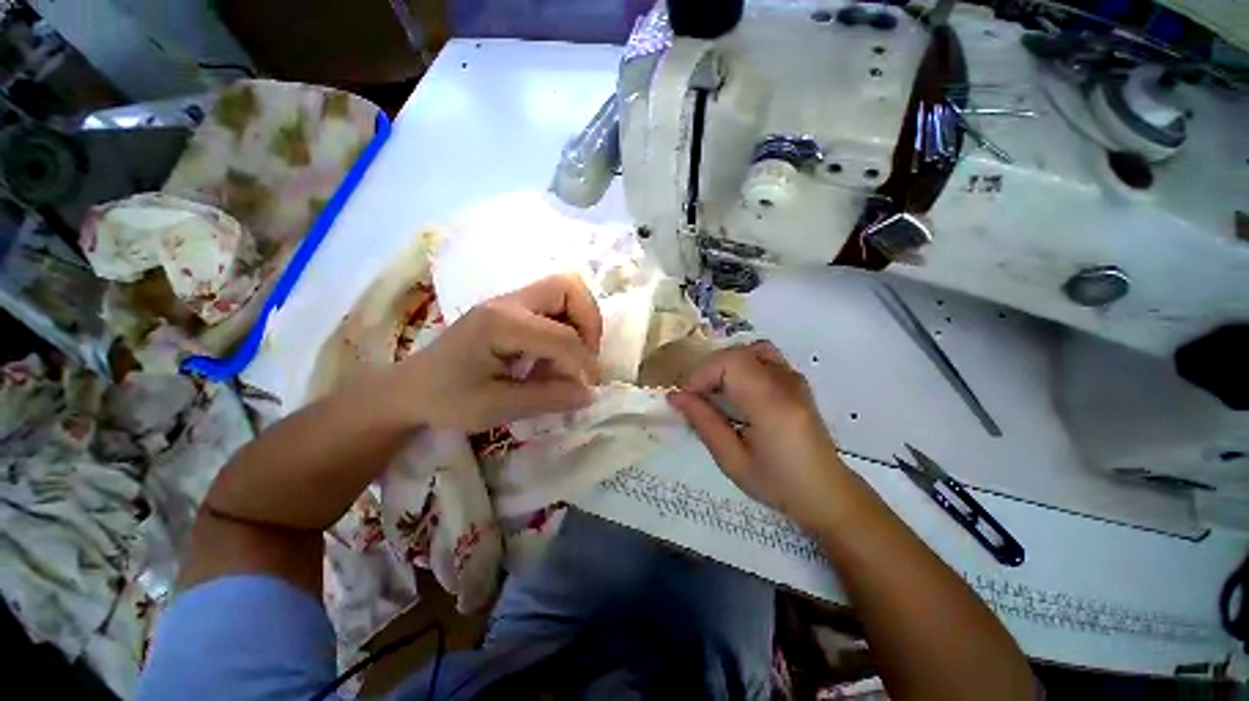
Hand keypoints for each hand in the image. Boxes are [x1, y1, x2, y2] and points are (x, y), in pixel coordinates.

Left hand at [398, 274, 602, 430]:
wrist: (408, 389)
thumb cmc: (445, 399)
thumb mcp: (495, 407)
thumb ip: (547, 397)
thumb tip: (590, 393)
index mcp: (500, 323)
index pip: (560, 335)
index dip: (584, 362)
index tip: (590, 387)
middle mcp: (508, 302)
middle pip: (568, 287)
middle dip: (589, 321)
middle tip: (586, 355)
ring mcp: (509, 302)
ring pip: (564, 291)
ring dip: (580, 321)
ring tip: (574, 355)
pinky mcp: (510, 310)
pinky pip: (553, 306)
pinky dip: (567, 325)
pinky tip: (555, 354)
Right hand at [668, 341, 847, 530]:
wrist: (826, 491)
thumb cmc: (778, 483)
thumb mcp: (732, 460)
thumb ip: (703, 422)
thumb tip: (675, 396)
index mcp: (771, 404)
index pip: (730, 363)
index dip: (701, 374)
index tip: (686, 398)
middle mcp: (786, 381)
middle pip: (737, 353)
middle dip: (708, 370)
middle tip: (696, 399)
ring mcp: (794, 377)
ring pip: (750, 349)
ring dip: (726, 365)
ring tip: (717, 392)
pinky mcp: (795, 380)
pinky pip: (763, 356)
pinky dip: (742, 365)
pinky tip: (738, 390)